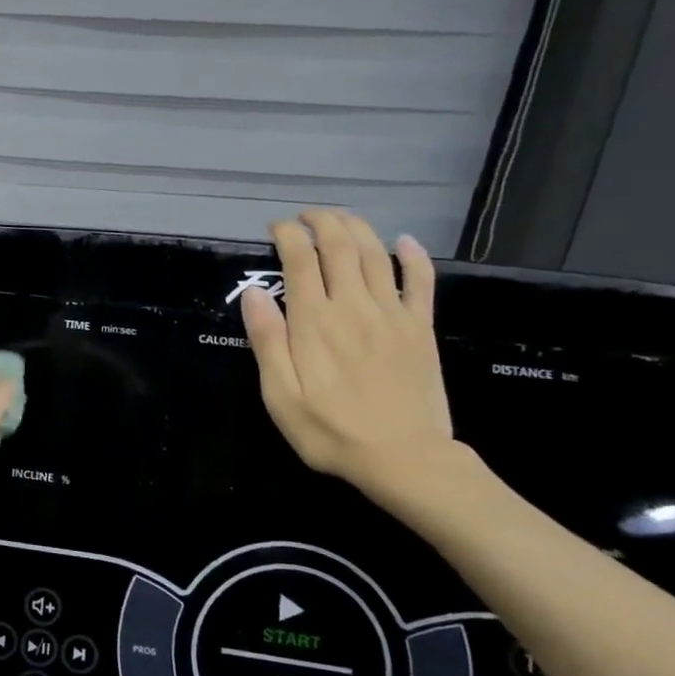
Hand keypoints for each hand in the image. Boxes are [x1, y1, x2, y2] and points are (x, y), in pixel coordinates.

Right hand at [241, 209, 454, 493]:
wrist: (405, 459)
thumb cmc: (330, 431)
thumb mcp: (280, 395)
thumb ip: (267, 340)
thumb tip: (254, 293)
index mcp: (314, 322)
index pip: (299, 260)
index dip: (287, 235)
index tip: (276, 228)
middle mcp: (353, 307)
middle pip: (340, 247)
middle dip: (322, 222)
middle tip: (306, 217)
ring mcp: (392, 315)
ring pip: (376, 255)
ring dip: (357, 228)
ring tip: (340, 219)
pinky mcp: (419, 328)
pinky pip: (420, 281)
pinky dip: (413, 256)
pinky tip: (404, 242)